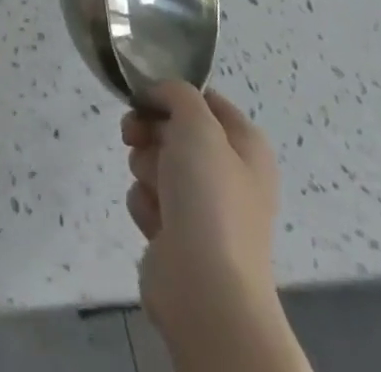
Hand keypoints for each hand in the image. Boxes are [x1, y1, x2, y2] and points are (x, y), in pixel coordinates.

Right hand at [123, 84, 281, 344]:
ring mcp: (202, 206)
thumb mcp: (197, 125)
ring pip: (154, 161)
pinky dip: (145, 204)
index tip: (146, 96)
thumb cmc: (209, 197)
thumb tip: (158, 93)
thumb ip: (177, 93)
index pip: (205, 99)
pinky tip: (155, 222)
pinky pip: (147, 198)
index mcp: (246, 146)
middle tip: (134, 136)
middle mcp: (228, 173)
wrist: (206, 288)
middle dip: (149, 131)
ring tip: (155, 189)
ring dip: (145, 168)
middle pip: (173, 128)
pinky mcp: (177, 232)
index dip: (173, 94)